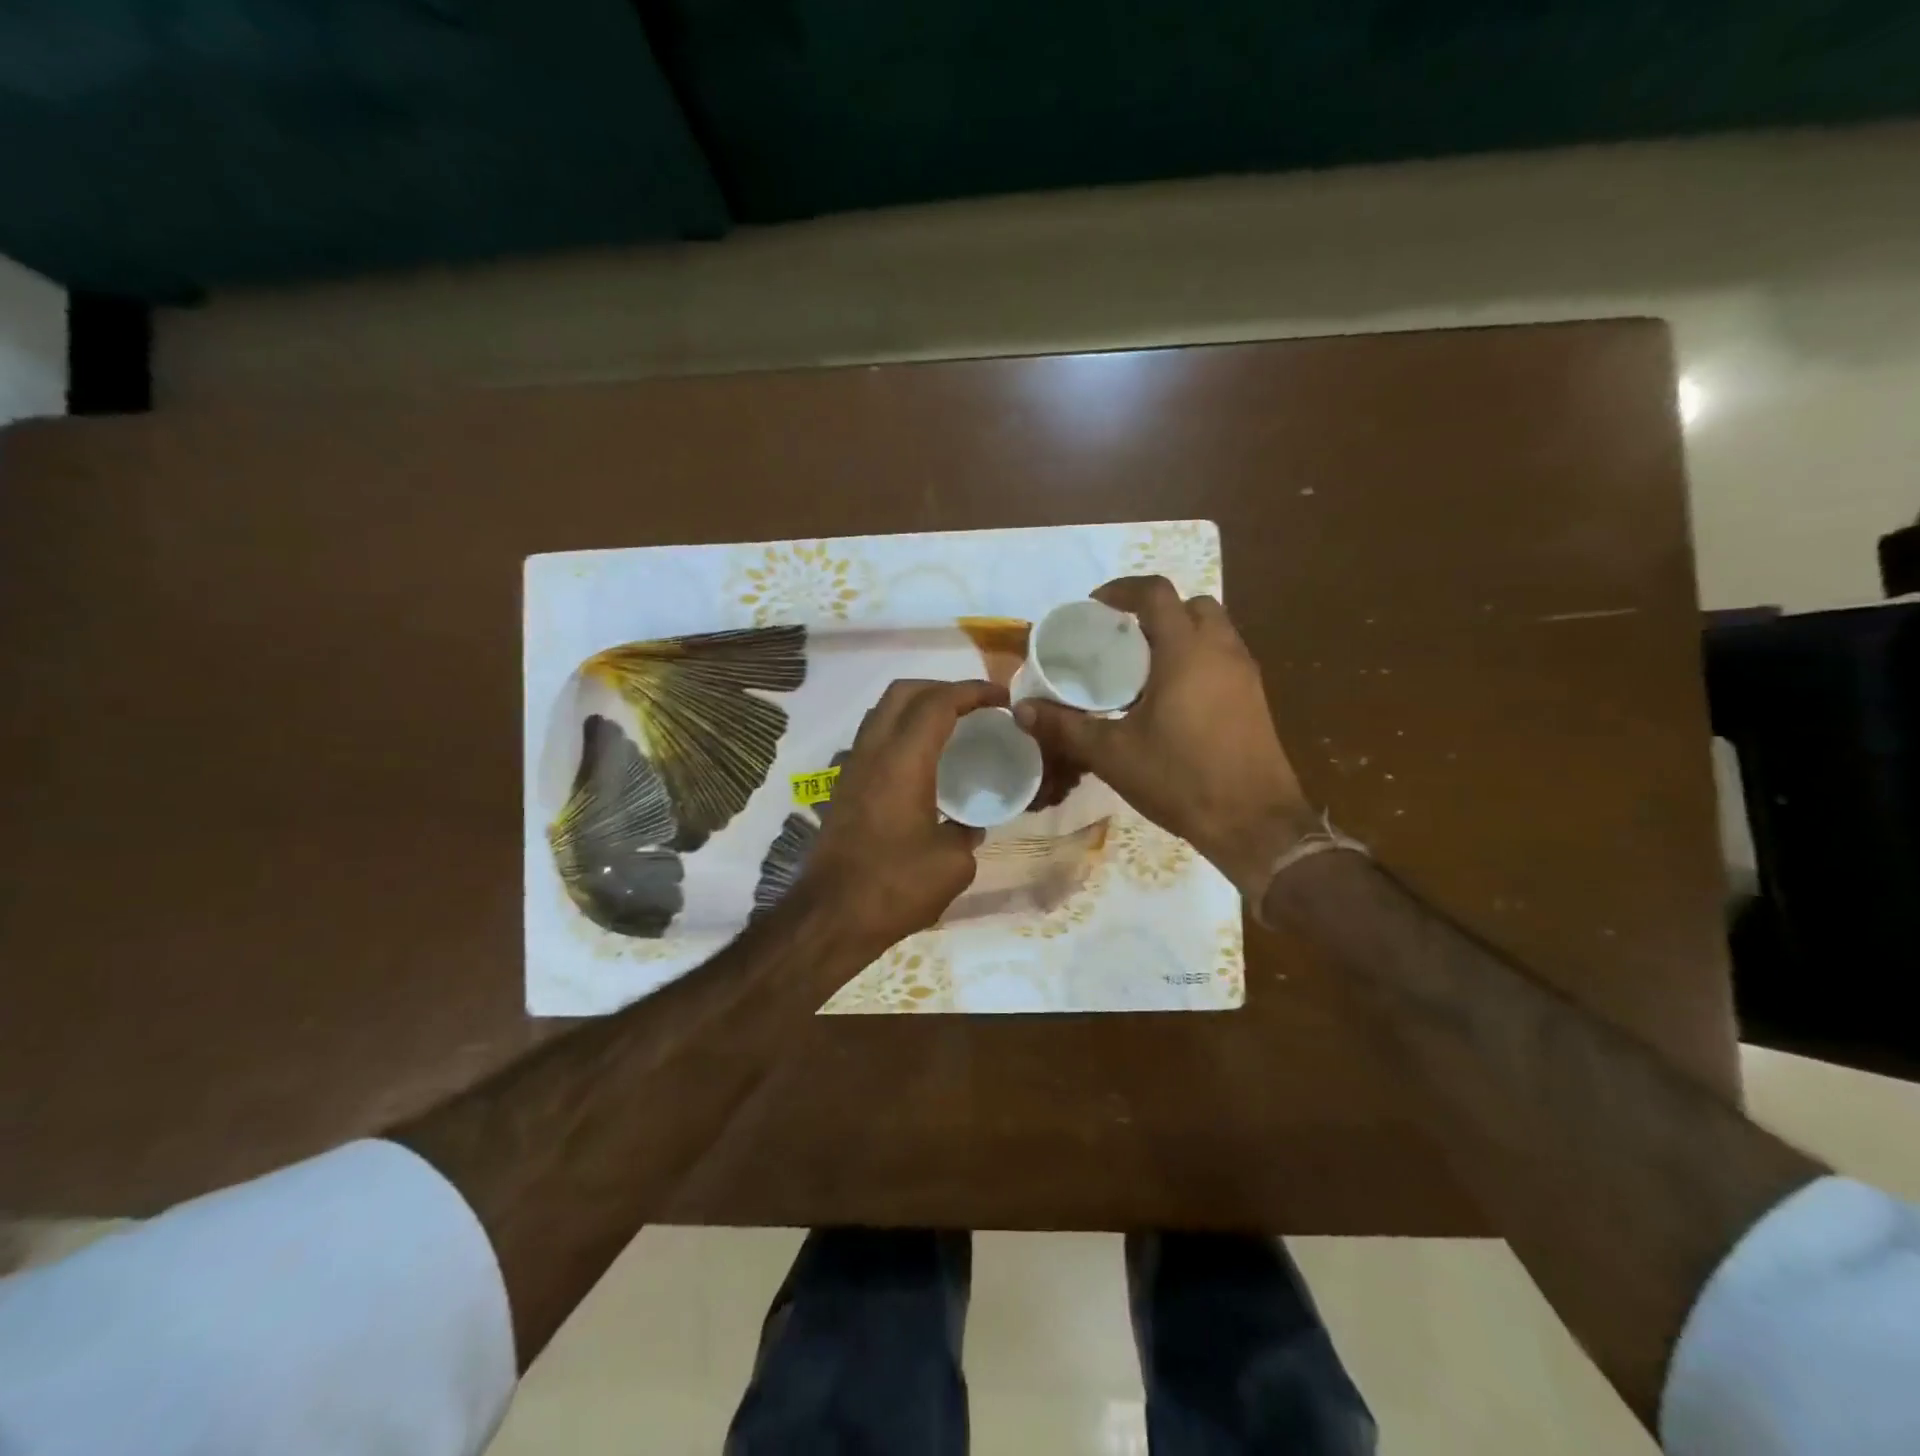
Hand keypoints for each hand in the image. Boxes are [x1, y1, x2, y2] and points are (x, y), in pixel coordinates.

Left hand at [798, 678, 1004, 953]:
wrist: (831, 916)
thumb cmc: (895, 886)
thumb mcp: (952, 863)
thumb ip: (967, 833)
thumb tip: (968, 825)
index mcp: (903, 760)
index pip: (938, 703)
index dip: (973, 692)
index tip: (1002, 699)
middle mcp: (873, 751)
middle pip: (903, 692)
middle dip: (942, 688)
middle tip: (975, 707)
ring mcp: (852, 767)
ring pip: (883, 712)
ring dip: (917, 707)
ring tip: (951, 727)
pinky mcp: (844, 788)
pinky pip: (874, 738)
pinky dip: (902, 732)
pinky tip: (924, 763)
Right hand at [1014, 576, 1314, 897]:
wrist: (1254, 823)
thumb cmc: (1180, 778)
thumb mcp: (1112, 754)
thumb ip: (1064, 727)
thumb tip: (1021, 709)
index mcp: (1186, 651)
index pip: (1156, 593)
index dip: (1122, 590)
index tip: (1095, 607)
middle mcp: (1221, 650)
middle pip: (1191, 605)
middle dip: (1155, 611)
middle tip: (1121, 640)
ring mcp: (1245, 674)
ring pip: (1213, 631)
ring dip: (1179, 635)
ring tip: (1143, 670)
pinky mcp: (1256, 699)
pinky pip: (1223, 658)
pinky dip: (1197, 660)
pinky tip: (1172, 700)